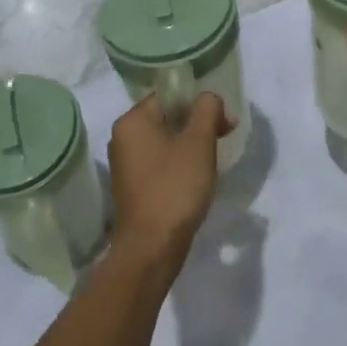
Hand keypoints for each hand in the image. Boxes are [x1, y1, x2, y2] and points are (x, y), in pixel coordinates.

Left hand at [107, 91, 231, 275]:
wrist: (151, 248)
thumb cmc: (174, 188)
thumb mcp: (198, 142)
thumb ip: (207, 109)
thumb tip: (209, 98)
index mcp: (132, 121)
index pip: (169, 96)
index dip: (199, 103)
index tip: (223, 121)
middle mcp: (122, 138)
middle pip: (167, 117)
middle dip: (197, 124)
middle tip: (224, 137)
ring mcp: (125, 164)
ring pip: (165, 141)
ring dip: (190, 146)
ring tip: (212, 160)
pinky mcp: (132, 187)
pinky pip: (159, 163)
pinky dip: (178, 164)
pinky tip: (196, 179)